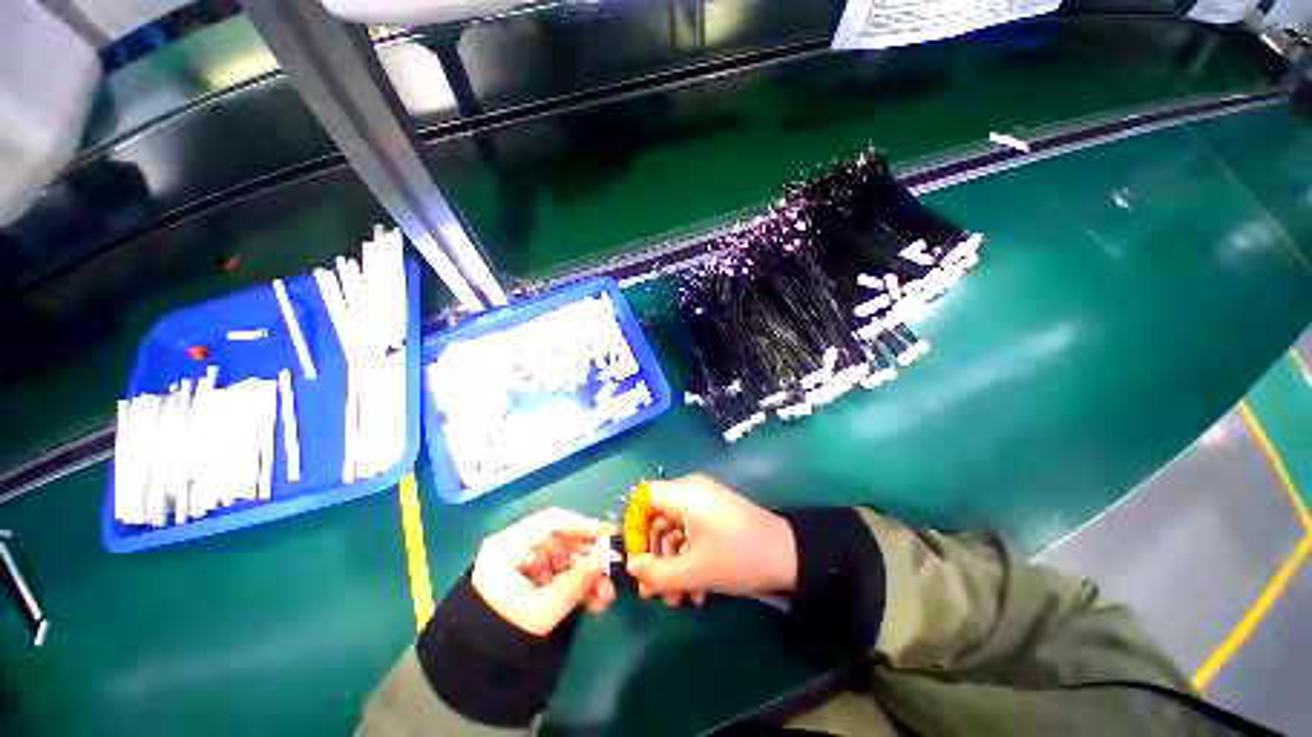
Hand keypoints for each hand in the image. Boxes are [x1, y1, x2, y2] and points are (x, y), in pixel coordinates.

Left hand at [471, 508, 617, 635]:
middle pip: (562, 540)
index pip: (551, 522)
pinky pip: (563, 574)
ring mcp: (528, 564)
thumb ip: (575, 582)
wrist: (476, 670)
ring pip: (567, 559)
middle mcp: (519, 548)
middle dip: (589, 557)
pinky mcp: (535, 580)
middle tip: (613, 570)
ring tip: (607, 596)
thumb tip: (606, 556)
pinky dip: (580, 585)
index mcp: (509, 546)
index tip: (608, 534)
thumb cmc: (502, 634)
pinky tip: (596, 602)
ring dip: (589, 575)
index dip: (582, 525)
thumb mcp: (541, 611)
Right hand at [627, 474, 796, 606]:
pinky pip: (691, 533)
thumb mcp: (693, 571)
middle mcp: (691, 491)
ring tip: (678, 600)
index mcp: (683, 493)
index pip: (642, 499)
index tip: (636, 561)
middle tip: (653, 593)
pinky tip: (696, 592)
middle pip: (657, 519)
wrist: (789, 556)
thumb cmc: (737, 557)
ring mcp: (705, 502)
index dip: (633, 528)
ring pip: (675, 531)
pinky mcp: (715, 515)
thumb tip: (632, 567)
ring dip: (673, 565)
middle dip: (655, 558)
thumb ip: (656, 572)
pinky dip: (689, 559)